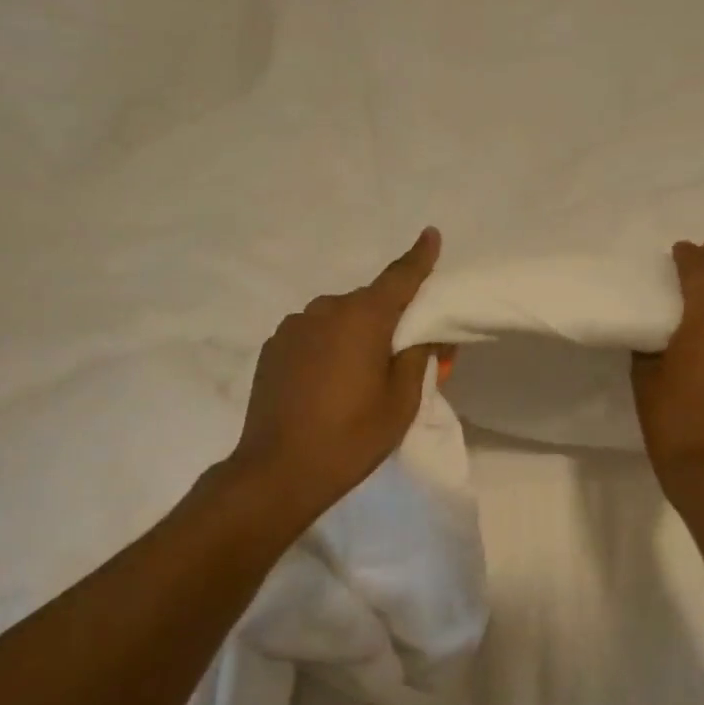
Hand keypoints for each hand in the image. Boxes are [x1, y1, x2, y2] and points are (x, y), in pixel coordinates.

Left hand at [226, 228, 442, 527]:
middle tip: (402, 351)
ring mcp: (293, 327)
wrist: (278, 470)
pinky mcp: (273, 347)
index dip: (419, 257)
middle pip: (368, 302)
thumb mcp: (401, 402)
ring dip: (354, 333)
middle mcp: (325, 310)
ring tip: (359, 374)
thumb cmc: (351, 437)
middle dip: (388, 318)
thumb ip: (418, 357)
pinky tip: (327, 381)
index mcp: (363, 318)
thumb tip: (423, 332)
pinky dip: (328, 346)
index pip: (399, 278)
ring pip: (337, 318)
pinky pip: (312, 334)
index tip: (430, 234)